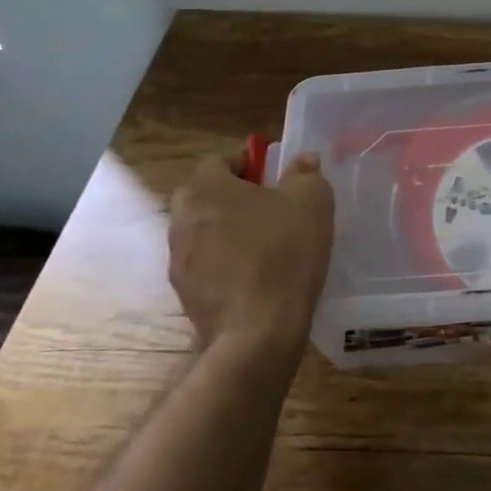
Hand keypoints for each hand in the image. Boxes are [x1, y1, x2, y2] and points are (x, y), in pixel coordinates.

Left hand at [168, 152, 334, 354]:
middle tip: (269, 208)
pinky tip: (254, 276)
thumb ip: (306, 173)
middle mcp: (181, 218)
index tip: (273, 177)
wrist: (258, 331)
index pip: (219, 160)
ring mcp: (178, 259)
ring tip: (263, 245)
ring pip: (203, 231)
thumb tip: (303, 159)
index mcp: (206, 187)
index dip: (247, 164)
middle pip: (205, 195)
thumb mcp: (312, 202)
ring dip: (227, 231)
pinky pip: (205, 264)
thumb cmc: (284, 253)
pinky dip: (225, 263)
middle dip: (233, 196)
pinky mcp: (184, 293)